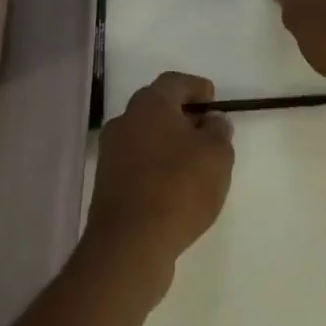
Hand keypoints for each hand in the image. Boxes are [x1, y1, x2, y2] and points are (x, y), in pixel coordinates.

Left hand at [86, 72, 234, 288]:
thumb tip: (211, 120)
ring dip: (169, 143)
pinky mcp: (107, 183)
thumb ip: (218, 130)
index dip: (197, 88)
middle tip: (207, 131)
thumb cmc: (179, 187)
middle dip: (182, 115)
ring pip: (146, 136)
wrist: (130, 243)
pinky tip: (175, 187)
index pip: (175, 82)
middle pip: (156, 107)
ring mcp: (110, 153)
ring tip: (195, 163)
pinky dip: (156, 166)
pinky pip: (137, 163)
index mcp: (149, 104)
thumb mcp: (217, 154)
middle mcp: (124, 121)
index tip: (214, 102)